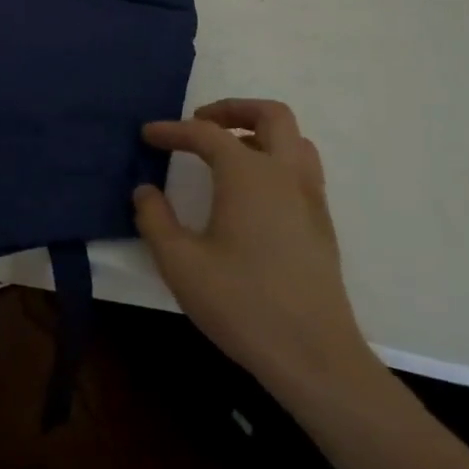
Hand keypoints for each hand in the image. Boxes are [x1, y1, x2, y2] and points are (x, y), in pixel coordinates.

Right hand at [133, 99, 375, 396]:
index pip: (205, 134)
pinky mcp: (323, 225)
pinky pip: (302, 169)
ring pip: (295, 140)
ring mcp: (311, 199)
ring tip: (228, 152)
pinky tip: (251, 192)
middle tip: (201, 124)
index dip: (172, 131)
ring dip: (260, 133)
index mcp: (248, 173)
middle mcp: (285, 174)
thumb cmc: (243, 304)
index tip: (148, 135)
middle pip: (271, 115)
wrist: (316, 358)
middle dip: (232, 110)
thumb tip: (145, 191)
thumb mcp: (180, 263)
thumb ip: (155, 219)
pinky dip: (275, 160)